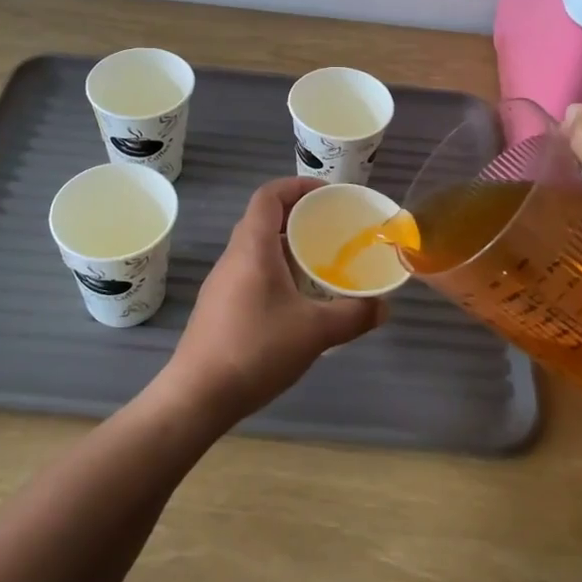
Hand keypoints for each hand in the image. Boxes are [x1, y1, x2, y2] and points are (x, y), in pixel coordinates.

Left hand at [158, 177, 384, 426]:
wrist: (197, 396)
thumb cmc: (255, 350)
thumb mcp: (315, 332)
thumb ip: (354, 316)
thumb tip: (383, 307)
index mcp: (252, 247)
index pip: (269, 195)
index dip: (297, 186)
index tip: (327, 194)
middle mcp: (233, 257)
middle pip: (263, 219)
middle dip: (298, 217)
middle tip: (331, 229)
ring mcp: (222, 282)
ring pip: (256, 248)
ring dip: (286, 247)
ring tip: (319, 263)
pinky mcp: (218, 306)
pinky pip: (251, 272)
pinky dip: (275, 271)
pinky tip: (296, 300)